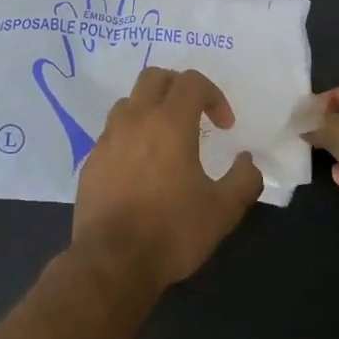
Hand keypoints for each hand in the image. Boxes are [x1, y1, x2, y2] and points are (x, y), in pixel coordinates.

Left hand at [72, 67, 263, 290]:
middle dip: (179, 87)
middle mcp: (135, 119)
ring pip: (129, 101)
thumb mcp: (223, 210)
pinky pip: (112, 132)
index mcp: (169, 123)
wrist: (112, 261)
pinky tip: (140, 167)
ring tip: (166, 139)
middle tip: (195, 115)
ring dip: (151, 108)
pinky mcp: (91, 160)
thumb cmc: (172, 231)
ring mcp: (107, 138)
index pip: (191, 82)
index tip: (224, 126)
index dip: (214, 95)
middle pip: (154, 77)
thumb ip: (244, 179)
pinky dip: (130, 135)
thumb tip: (247, 161)